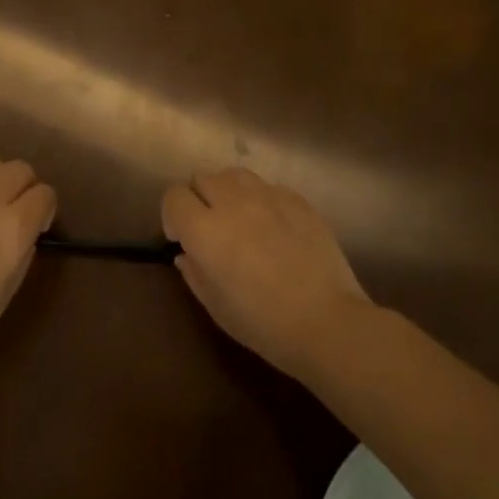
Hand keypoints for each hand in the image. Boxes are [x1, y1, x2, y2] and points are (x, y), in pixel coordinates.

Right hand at [161, 167, 371, 377]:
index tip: (182, 239)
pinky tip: (273, 227)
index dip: (172, 216)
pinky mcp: (298, 201)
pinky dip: (261, 200)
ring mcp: (269, 197)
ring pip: (235, 175)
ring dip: (228, 192)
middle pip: (203, 178)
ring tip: (240, 219)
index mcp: (205, 230)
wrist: (326, 322)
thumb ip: (194, 273)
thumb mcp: (215, 306)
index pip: (174, 197)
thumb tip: (186, 254)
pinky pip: (268, 187)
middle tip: (211, 228)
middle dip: (199, 199)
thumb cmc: (262, 323)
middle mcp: (233, 203)